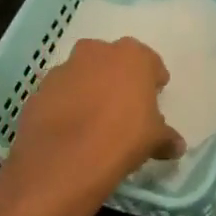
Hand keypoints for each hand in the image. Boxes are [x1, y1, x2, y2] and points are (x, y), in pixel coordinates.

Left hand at [2, 38, 184, 213]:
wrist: (62, 163)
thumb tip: (177, 146)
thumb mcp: (154, 140)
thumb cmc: (122, 139)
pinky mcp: (37, 91)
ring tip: (93, 119)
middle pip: (112, 60)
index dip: (153, 81)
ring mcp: (63, 70)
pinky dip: (64, 105)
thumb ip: (167, 137)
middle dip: (118, 77)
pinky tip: (69, 130)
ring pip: (82, 74)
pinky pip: (59, 94)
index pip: (150, 62)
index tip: (154, 98)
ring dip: (88, 89)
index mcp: (132, 56)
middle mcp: (97, 53)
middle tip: (123, 105)